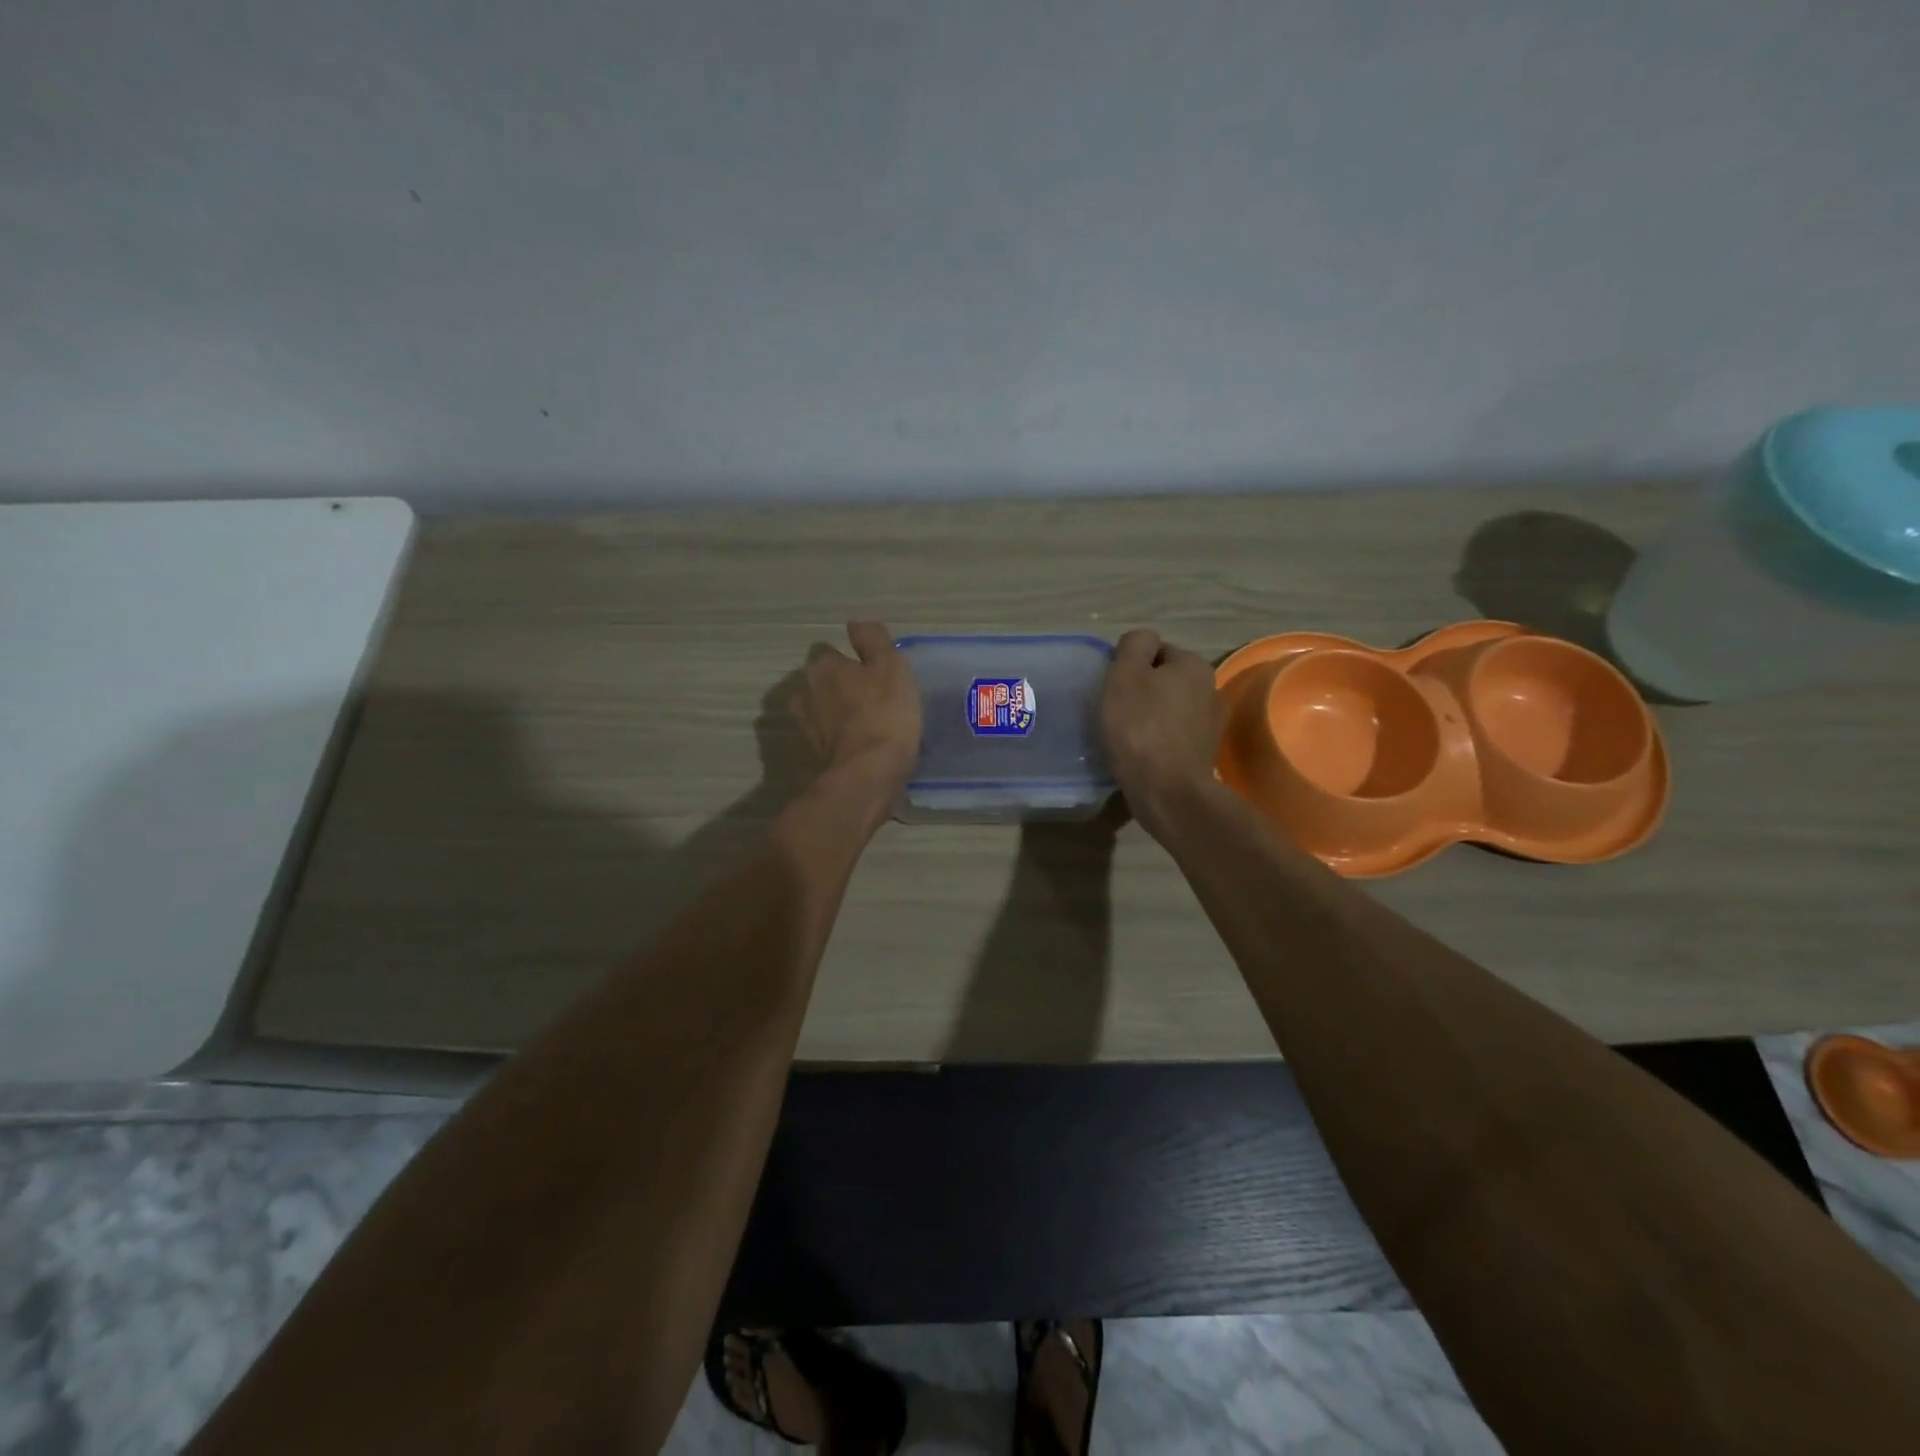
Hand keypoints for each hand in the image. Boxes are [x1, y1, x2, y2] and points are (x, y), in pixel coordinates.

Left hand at [789, 621, 921, 798]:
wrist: (865, 776)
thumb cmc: (884, 715)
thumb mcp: (891, 668)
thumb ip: (874, 641)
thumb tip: (857, 623)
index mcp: (822, 667)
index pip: (828, 652)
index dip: (848, 661)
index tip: (868, 674)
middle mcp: (803, 692)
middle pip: (818, 682)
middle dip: (834, 687)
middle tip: (864, 700)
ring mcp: (800, 727)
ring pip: (815, 711)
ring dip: (830, 716)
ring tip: (856, 727)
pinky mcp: (804, 757)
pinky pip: (818, 740)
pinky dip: (829, 742)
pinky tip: (849, 750)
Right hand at [1099, 628, 1220, 838]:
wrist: (1168, 791)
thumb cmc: (1140, 728)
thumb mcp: (1125, 675)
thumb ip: (1134, 646)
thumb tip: (1142, 641)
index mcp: (1193, 665)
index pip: (1156, 650)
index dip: (1131, 666)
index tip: (1114, 689)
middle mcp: (1211, 688)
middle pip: (1165, 680)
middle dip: (1144, 691)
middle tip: (1117, 712)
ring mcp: (1212, 723)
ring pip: (1172, 709)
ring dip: (1153, 717)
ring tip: (1128, 736)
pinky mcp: (1206, 753)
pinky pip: (1175, 735)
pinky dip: (1160, 740)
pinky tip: (1143, 754)